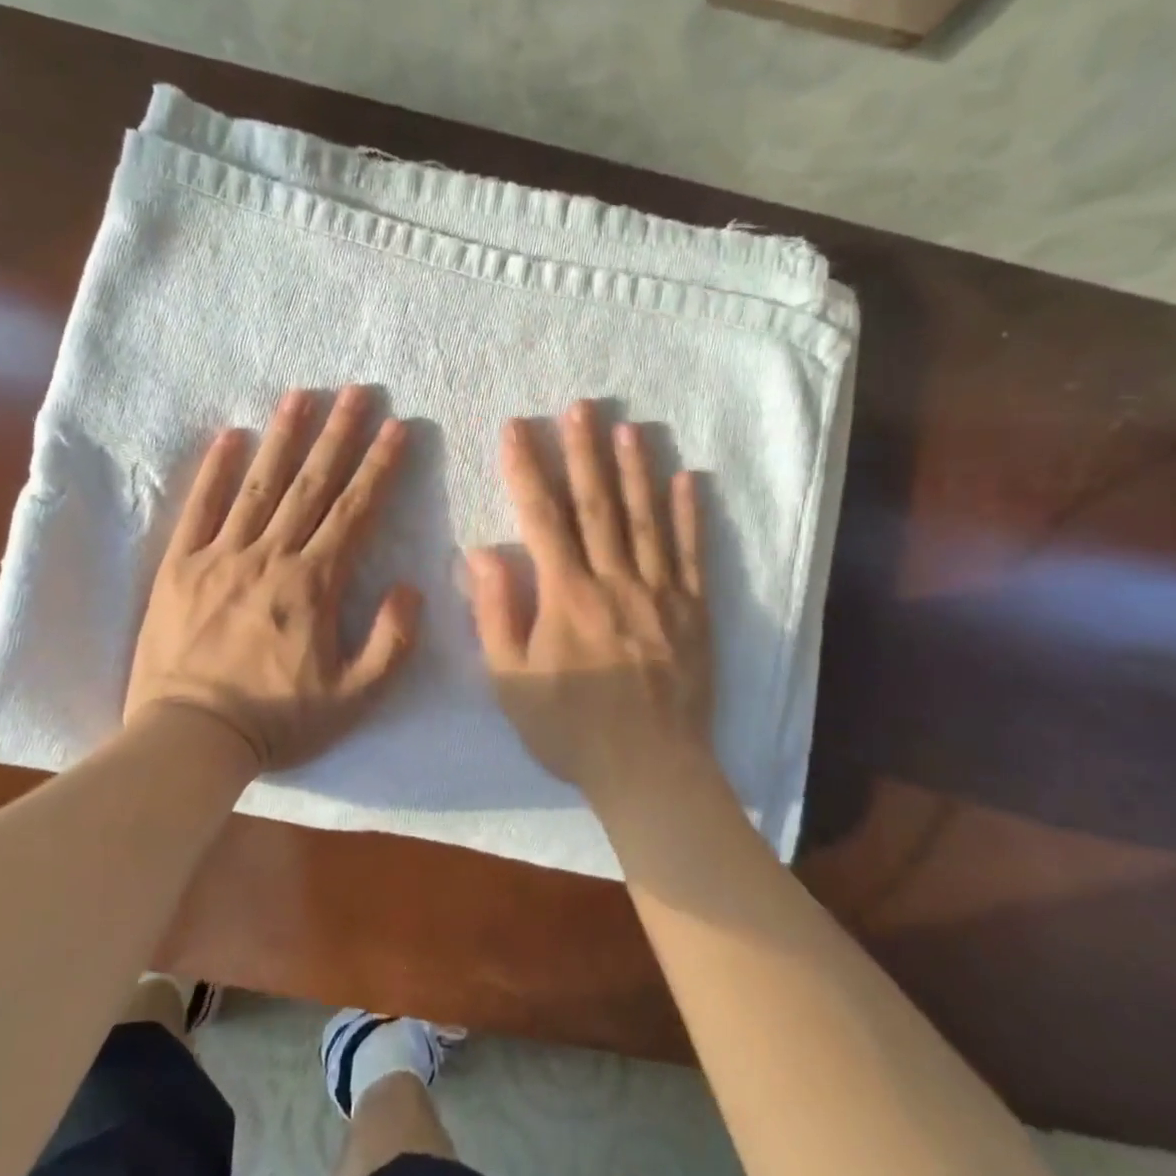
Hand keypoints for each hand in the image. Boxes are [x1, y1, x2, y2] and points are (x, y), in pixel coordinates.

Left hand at [125, 386, 422, 771]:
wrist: (189, 739)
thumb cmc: (277, 720)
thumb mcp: (354, 698)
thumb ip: (391, 642)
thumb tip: (410, 587)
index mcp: (313, 584)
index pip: (355, 511)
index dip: (380, 466)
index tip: (397, 427)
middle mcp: (269, 556)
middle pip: (311, 484)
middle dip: (338, 435)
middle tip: (356, 391)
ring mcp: (220, 556)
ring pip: (259, 484)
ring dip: (283, 437)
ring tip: (301, 395)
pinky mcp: (179, 566)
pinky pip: (199, 508)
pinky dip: (214, 470)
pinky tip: (229, 435)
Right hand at [467, 401, 714, 808]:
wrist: (650, 770)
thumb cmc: (571, 730)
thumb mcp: (512, 682)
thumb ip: (497, 614)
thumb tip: (482, 552)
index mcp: (567, 597)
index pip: (542, 519)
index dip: (526, 470)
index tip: (515, 429)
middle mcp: (615, 582)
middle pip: (597, 505)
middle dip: (583, 451)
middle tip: (578, 406)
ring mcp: (660, 593)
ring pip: (646, 519)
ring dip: (635, 469)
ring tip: (626, 426)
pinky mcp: (694, 610)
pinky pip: (692, 553)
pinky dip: (689, 514)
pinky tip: (687, 479)